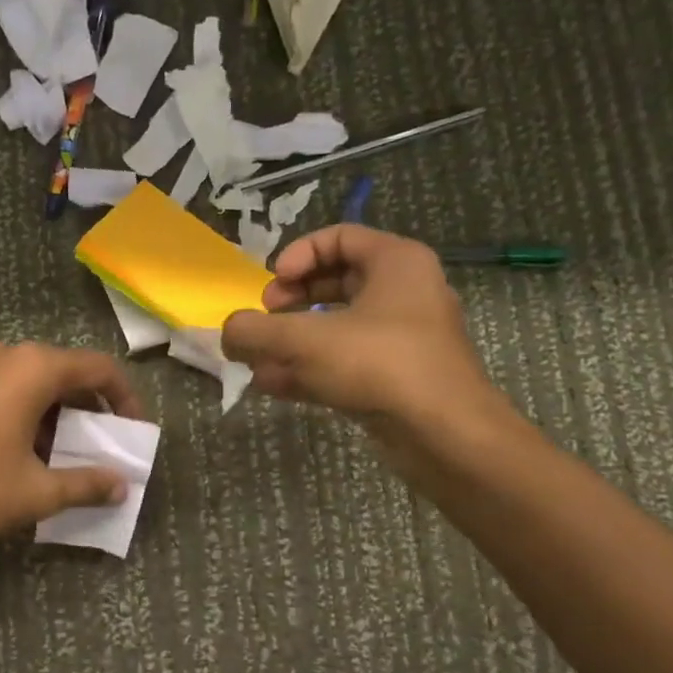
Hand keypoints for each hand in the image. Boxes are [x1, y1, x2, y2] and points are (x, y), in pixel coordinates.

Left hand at [0, 342, 146, 544]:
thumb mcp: (37, 491)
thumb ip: (86, 484)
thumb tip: (120, 486)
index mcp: (34, 367)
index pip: (100, 369)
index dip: (127, 400)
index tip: (134, 434)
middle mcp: (9, 356)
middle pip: (69, 374)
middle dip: (94, 412)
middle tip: (107, 450)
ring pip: (39, 386)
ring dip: (62, 419)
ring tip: (73, 460)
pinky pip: (12, 393)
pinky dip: (33, 418)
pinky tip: (34, 457)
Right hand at [220, 226, 505, 469]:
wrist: (445, 434)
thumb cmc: (379, 364)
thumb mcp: (305, 340)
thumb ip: (255, 331)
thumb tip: (227, 332)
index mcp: (396, 262)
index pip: (338, 238)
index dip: (297, 255)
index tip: (271, 284)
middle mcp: (403, 293)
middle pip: (335, 282)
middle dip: (290, 301)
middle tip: (265, 319)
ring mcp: (401, 338)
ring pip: (336, 327)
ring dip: (292, 341)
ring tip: (257, 361)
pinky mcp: (395, 378)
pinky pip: (345, 361)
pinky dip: (310, 368)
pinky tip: (274, 385)